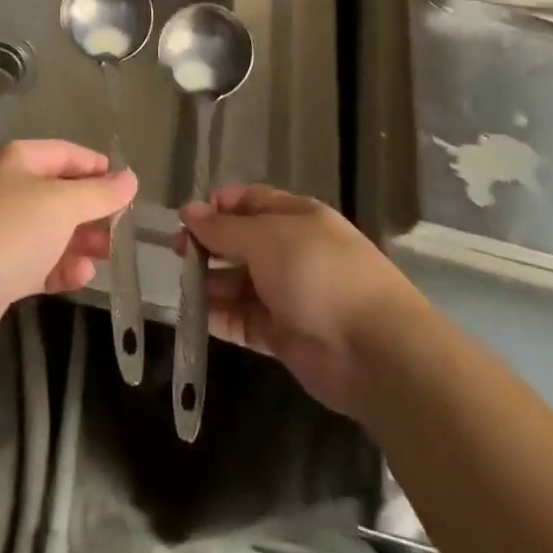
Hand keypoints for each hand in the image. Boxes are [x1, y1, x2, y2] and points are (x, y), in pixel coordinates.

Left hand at [0, 140, 137, 355]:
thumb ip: (99, 192)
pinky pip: (35, 261)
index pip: (65, 154)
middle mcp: (3, 188)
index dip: (98, 168)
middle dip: (91, 211)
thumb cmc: (7, 232)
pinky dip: (59, 267)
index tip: (128, 189)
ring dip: (79, 242)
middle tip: (120, 230)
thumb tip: (130, 178)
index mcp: (14, 160)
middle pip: (58, 193)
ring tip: (107, 256)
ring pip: (48, 230)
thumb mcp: (61, 205)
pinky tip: (81, 277)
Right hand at [180, 185, 425, 417]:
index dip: (217, 206)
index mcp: (295, 217)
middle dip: (209, 245)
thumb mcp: (266, 238)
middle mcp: (291, 251)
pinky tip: (195, 317)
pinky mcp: (283, 335)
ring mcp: (288, 295)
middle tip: (177, 254)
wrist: (374, 350)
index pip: (250, 201)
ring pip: (239, 282)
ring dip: (211, 283)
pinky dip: (220, 318)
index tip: (186, 218)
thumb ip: (223, 228)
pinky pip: (243, 320)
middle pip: (241, 242)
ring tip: (182, 287)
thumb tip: (188, 212)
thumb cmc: (318, 274)